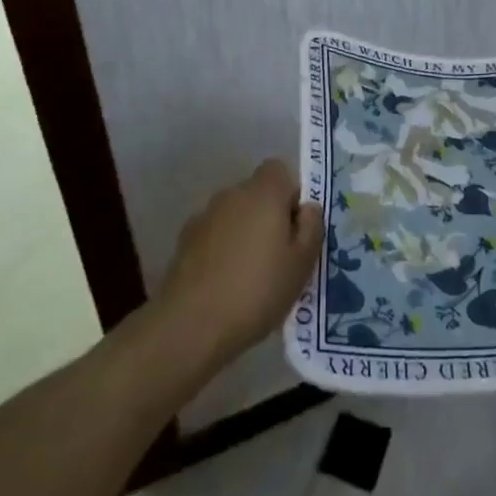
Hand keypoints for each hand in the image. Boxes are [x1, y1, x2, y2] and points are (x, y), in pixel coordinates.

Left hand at [159, 160, 322, 366]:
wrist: (191, 324)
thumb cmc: (257, 290)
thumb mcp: (302, 264)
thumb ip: (312, 227)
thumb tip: (308, 208)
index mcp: (264, 193)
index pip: (280, 170)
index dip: (290, 194)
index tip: (295, 229)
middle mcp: (232, 194)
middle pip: (257, 193)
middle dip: (268, 216)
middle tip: (278, 256)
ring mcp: (204, 216)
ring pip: (234, 214)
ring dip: (243, 232)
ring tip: (249, 275)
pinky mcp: (184, 240)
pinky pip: (213, 234)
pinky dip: (221, 249)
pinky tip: (223, 282)